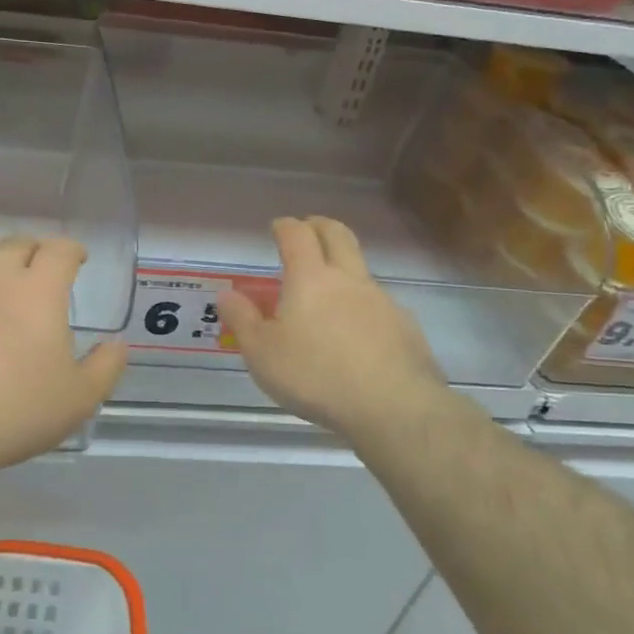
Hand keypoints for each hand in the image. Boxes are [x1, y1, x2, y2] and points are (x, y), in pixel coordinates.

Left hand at [0, 236, 126, 480]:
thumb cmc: (15, 411)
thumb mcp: (79, 399)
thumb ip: (106, 367)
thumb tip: (118, 343)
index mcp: (39, 289)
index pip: (60, 249)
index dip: (71, 251)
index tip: (76, 262)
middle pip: (17, 243)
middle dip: (31, 252)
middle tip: (35, 274)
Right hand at [219, 216, 446, 433]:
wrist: (394, 408)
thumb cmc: (316, 376)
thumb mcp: (262, 353)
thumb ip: (242, 320)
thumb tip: (227, 294)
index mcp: (310, 279)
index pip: (297, 235)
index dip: (285, 226)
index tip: (278, 227)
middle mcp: (349, 280)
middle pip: (338, 235)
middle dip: (320, 226)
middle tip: (308, 229)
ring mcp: (382, 301)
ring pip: (361, 270)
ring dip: (343, 268)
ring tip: (327, 294)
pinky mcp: (405, 327)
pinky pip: (379, 304)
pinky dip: (362, 306)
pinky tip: (356, 334)